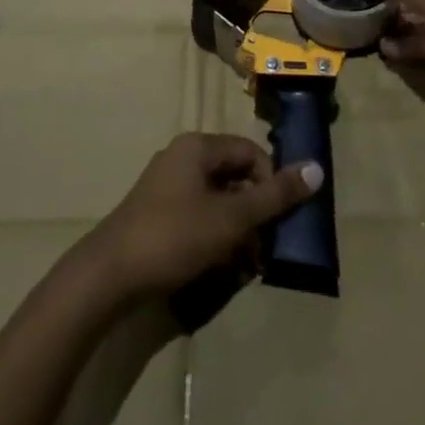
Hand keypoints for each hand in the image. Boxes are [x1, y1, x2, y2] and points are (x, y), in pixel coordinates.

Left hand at [88, 133, 321, 300]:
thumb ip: (274, 196)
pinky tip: (222, 269)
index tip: (280, 218)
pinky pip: (199, 218)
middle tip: (267, 248)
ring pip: (218, 201)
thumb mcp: (231, 218)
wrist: (107, 277)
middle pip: (234, 177)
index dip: (271, 181)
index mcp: (198, 147)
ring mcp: (166, 188)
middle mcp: (182, 159)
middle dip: (255, 212)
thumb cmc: (174, 237)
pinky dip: (216, 239)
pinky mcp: (157, 217)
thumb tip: (316, 169)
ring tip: (247, 266)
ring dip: (238, 230)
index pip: (250, 152)